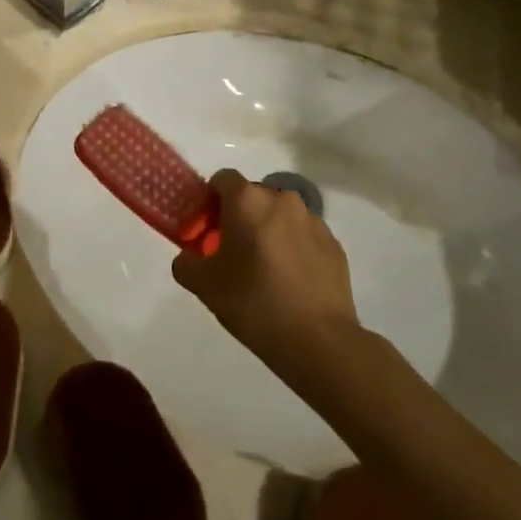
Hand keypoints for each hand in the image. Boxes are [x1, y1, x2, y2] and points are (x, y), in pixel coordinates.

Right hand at [172, 170, 359, 374]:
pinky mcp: (334, 244)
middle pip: (252, 196)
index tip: (207, 230)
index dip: (210, 200)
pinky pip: (304, 236)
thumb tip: (190, 257)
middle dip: (240, 217)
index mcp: (247, 200)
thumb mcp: (203, 285)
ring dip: (269, 231)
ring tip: (265, 271)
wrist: (318, 340)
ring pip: (280, 216)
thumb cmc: (253, 303)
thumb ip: (186, 262)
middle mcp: (282, 199)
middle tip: (232, 253)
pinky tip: (290, 283)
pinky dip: (294, 249)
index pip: (222, 179)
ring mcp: (313, 220)